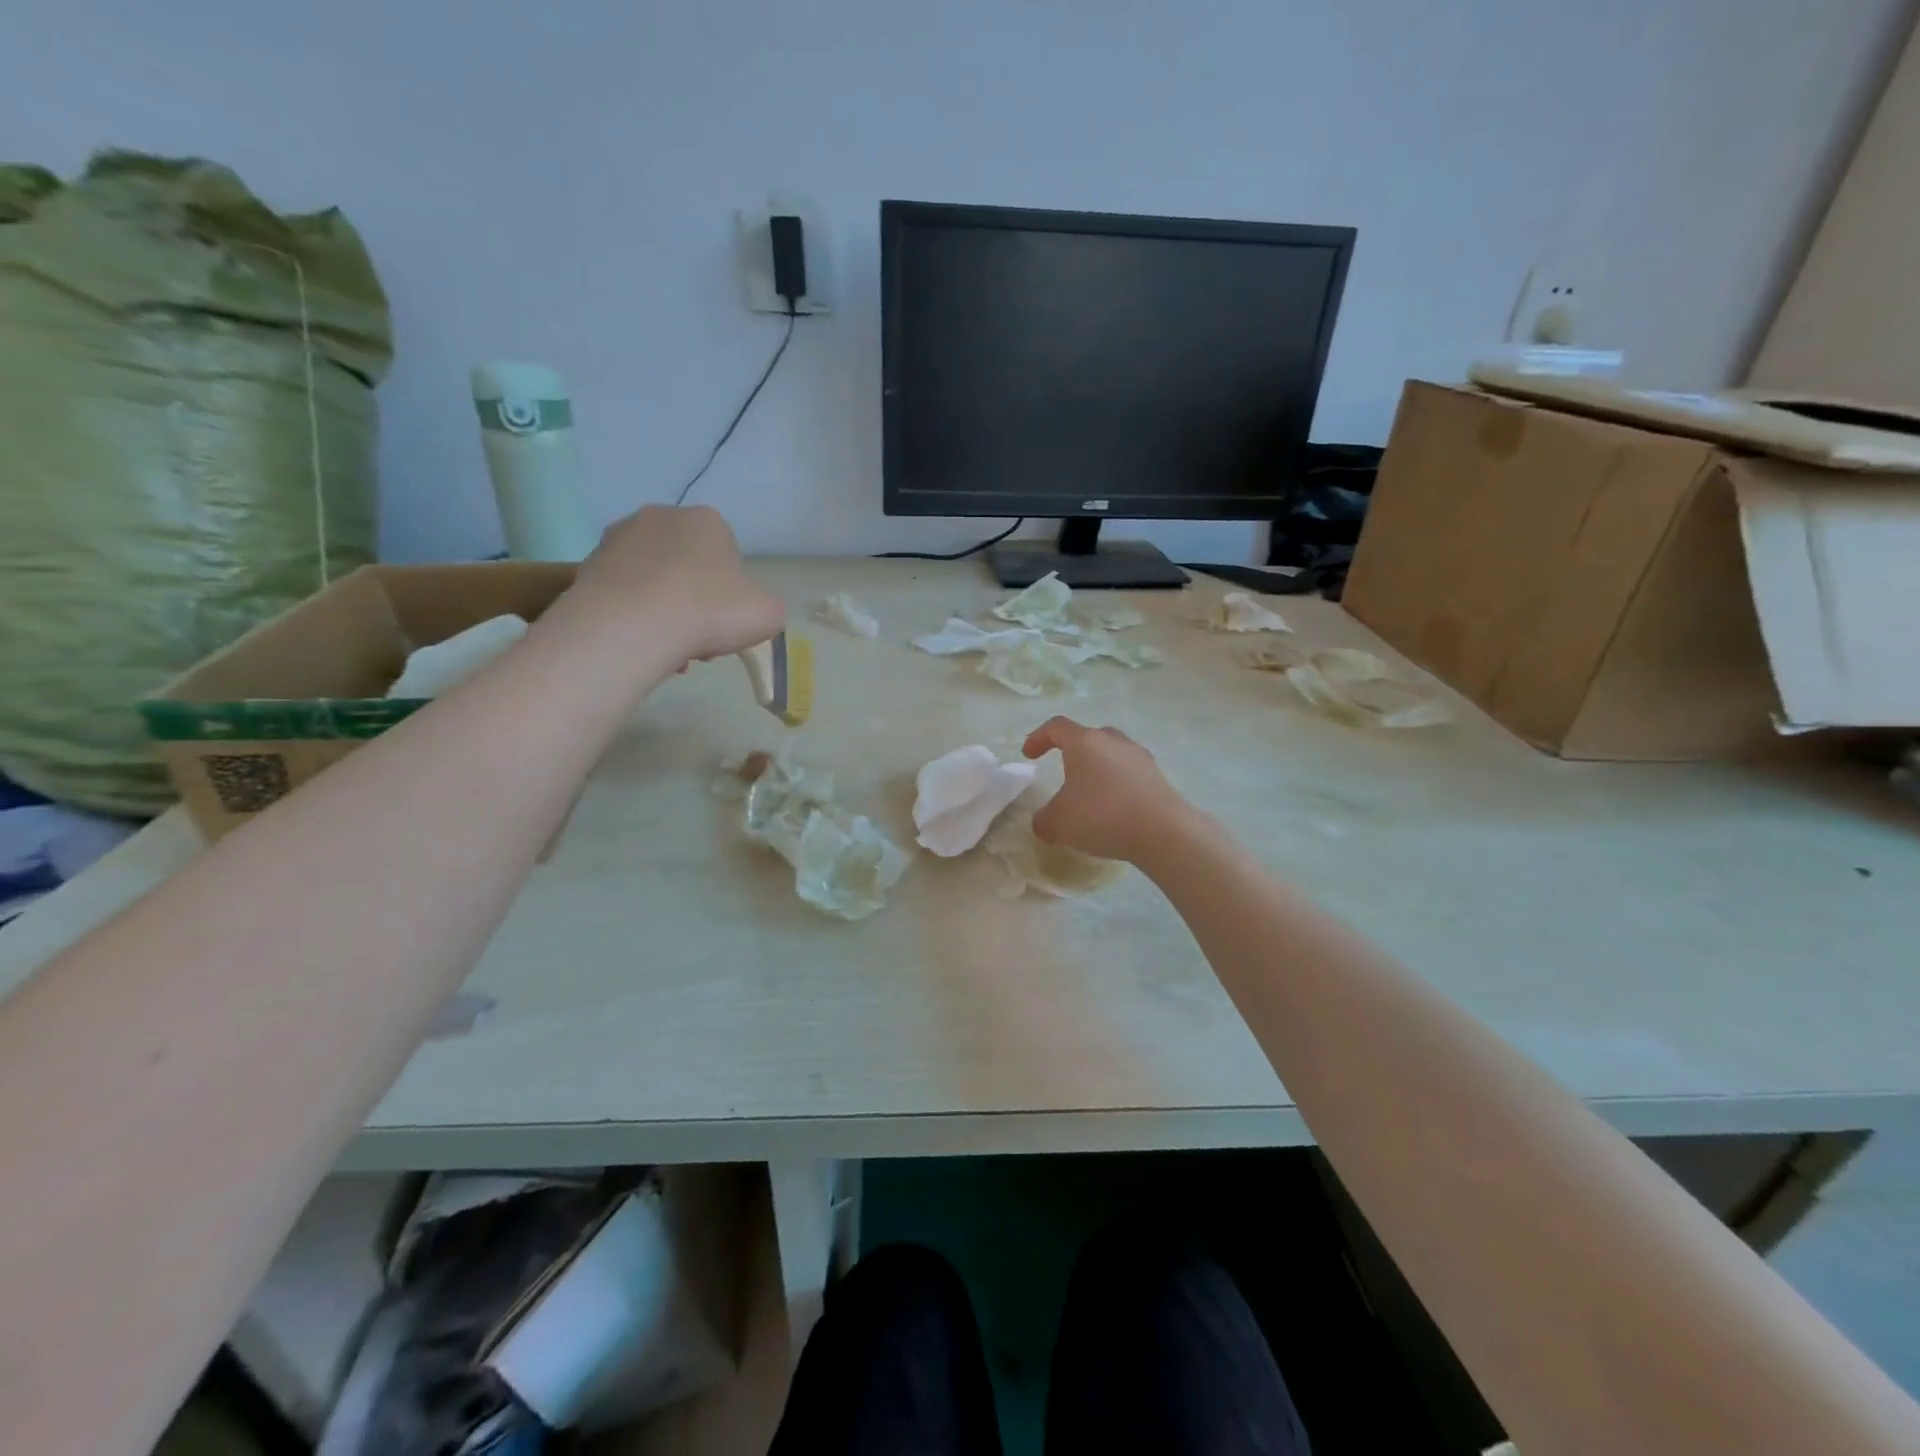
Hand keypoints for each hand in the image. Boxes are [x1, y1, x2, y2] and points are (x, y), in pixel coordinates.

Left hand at [569, 505, 783, 661]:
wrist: (634, 625)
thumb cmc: (711, 611)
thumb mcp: (768, 614)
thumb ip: (765, 607)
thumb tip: (748, 610)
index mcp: (708, 520)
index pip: (728, 553)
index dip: (731, 591)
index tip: (727, 620)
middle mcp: (661, 517)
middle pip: (687, 564)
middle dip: (694, 599)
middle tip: (700, 636)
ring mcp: (618, 538)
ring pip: (653, 580)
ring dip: (663, 609)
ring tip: (669, 647)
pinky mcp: (588, 565)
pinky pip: (623, 593)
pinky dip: (633, 615)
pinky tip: (641, 643)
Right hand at [1022, 717, 1194, 863]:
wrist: (1162, 831)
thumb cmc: (1101, 815)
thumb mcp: (1058, 823)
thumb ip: (1043, 819)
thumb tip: (1043, 821)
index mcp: (1085, 742)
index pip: (1057, 727)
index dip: (1038, 738)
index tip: (1029, 755)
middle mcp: (1113, 741)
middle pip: (1089, 736)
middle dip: (1074, 751)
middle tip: (1065, 771)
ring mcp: (1140, 757)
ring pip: (1112, 754)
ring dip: (1099, 769)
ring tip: (1091, 793)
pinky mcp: (1158, 777)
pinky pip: (1130, 774)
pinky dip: (1118, 785)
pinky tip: (1115, 809)